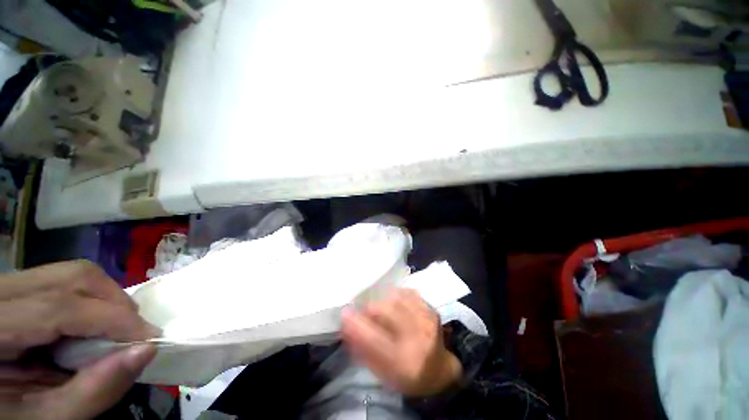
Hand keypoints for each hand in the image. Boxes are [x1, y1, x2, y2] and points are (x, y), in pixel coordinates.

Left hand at [0, 261, 159, 419]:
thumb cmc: (15, 414)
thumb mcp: (47, 417)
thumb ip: (91, 392)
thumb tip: (146, 351)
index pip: (60, 307)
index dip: (111, 319)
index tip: (150, 337)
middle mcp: (1, 293)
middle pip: (72, 278)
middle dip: (115, 303)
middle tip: (133, 334)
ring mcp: (11, 285)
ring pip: (73, 274)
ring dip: (107, 299)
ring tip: (115, 330)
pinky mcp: (23, 287)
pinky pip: (67, 281)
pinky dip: (93, 301)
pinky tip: (91, 327)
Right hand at [341, 288, 461, 395]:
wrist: (440, 370)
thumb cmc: (408, 376)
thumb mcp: (383, 373)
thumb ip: (364, 351)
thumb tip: (346, 328)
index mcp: (405, 363)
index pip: (375, 340)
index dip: (357, 324)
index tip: (344, 313)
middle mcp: (418, 338)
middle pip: (387, 311)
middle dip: (370, 309)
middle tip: (364, 312)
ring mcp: (426, 320)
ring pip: (396, 298)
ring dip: (383, 301)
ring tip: (380, 309)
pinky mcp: (431, 308)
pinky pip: (407, 293)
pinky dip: (396, 295)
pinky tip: (394, 303)